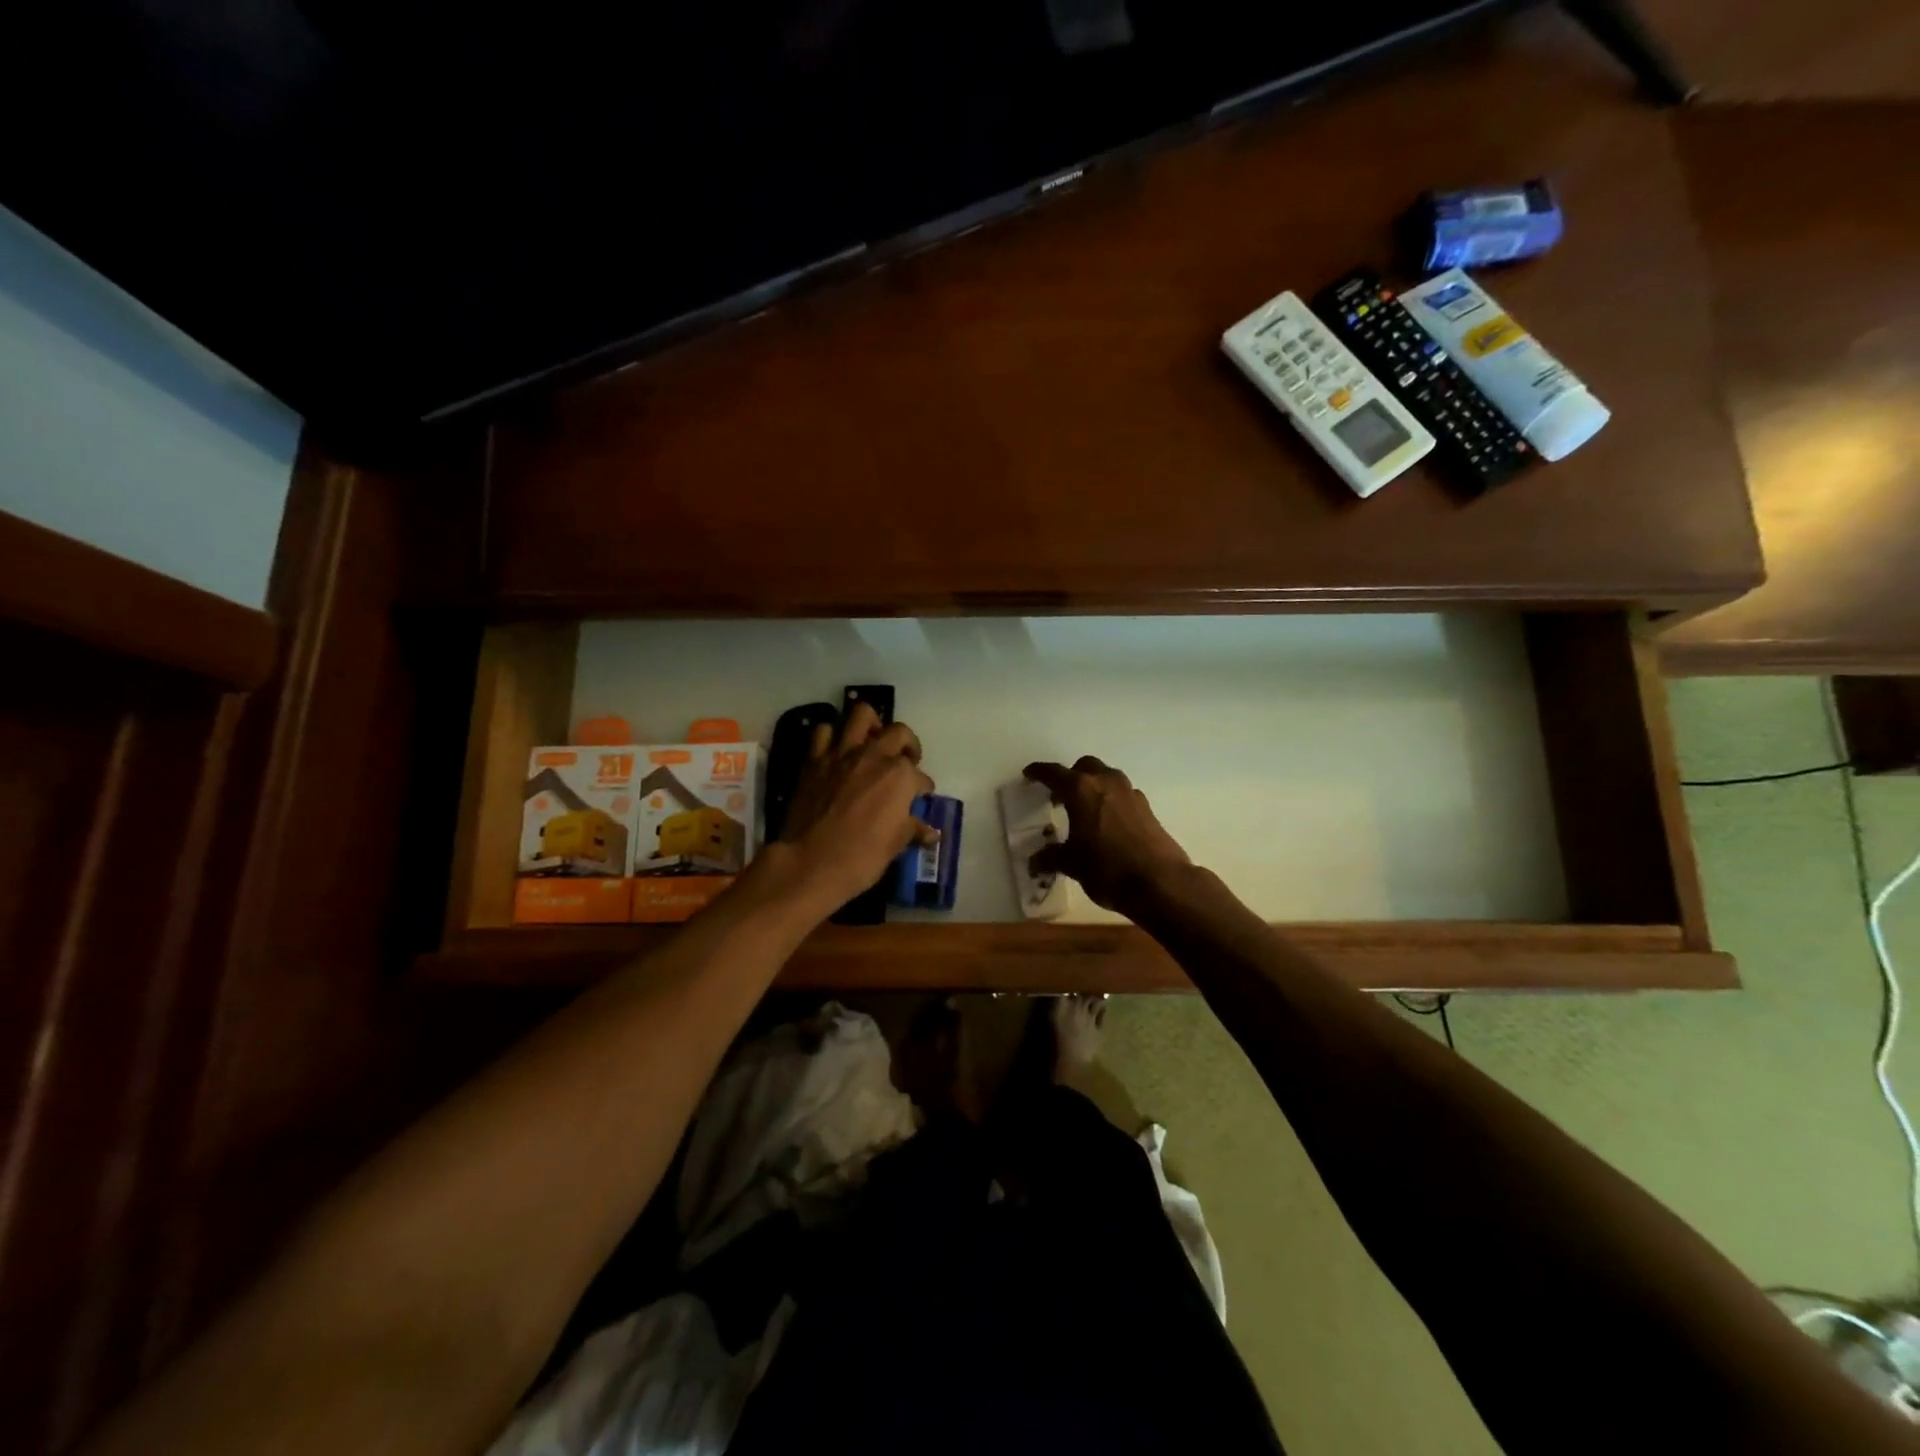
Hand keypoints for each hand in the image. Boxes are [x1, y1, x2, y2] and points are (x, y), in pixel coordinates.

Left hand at [780, 702, 935, 907]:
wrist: (811, 863)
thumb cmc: (862, 857)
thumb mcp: (895, 845)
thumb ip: (913, 829)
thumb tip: (931, 832)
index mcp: (900, 776)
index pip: (921, 777)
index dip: (923, 788)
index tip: (921, 797)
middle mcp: (875, 756)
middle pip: (899, 733)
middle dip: (908, 745)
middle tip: (905, 761)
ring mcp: (842, 754)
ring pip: (862, 715)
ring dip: (871, 725)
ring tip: (873, 742)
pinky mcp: (815, 760)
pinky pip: (823, 732)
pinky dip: (831, 736)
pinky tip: (837, 751)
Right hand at [1023, 757, 1191, 915]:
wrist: (1160, 882)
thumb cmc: (1107, 868)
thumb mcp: (1072, 864)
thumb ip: (1050, 858)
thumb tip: (1034, 863)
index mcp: (1081, 790)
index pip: (1054, 773)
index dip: (1039, 773)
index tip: (1029, 774)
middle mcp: (1106, 783)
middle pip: (1084, 767)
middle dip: (1070, 776)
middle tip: (1059, 797)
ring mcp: (1130, 793)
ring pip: (1107, 777)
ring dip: (1093, 786)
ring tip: (1083, 810)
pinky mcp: (1147, 808)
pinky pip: (1122, 795)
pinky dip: (1110, 801)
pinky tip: (1107, 824)